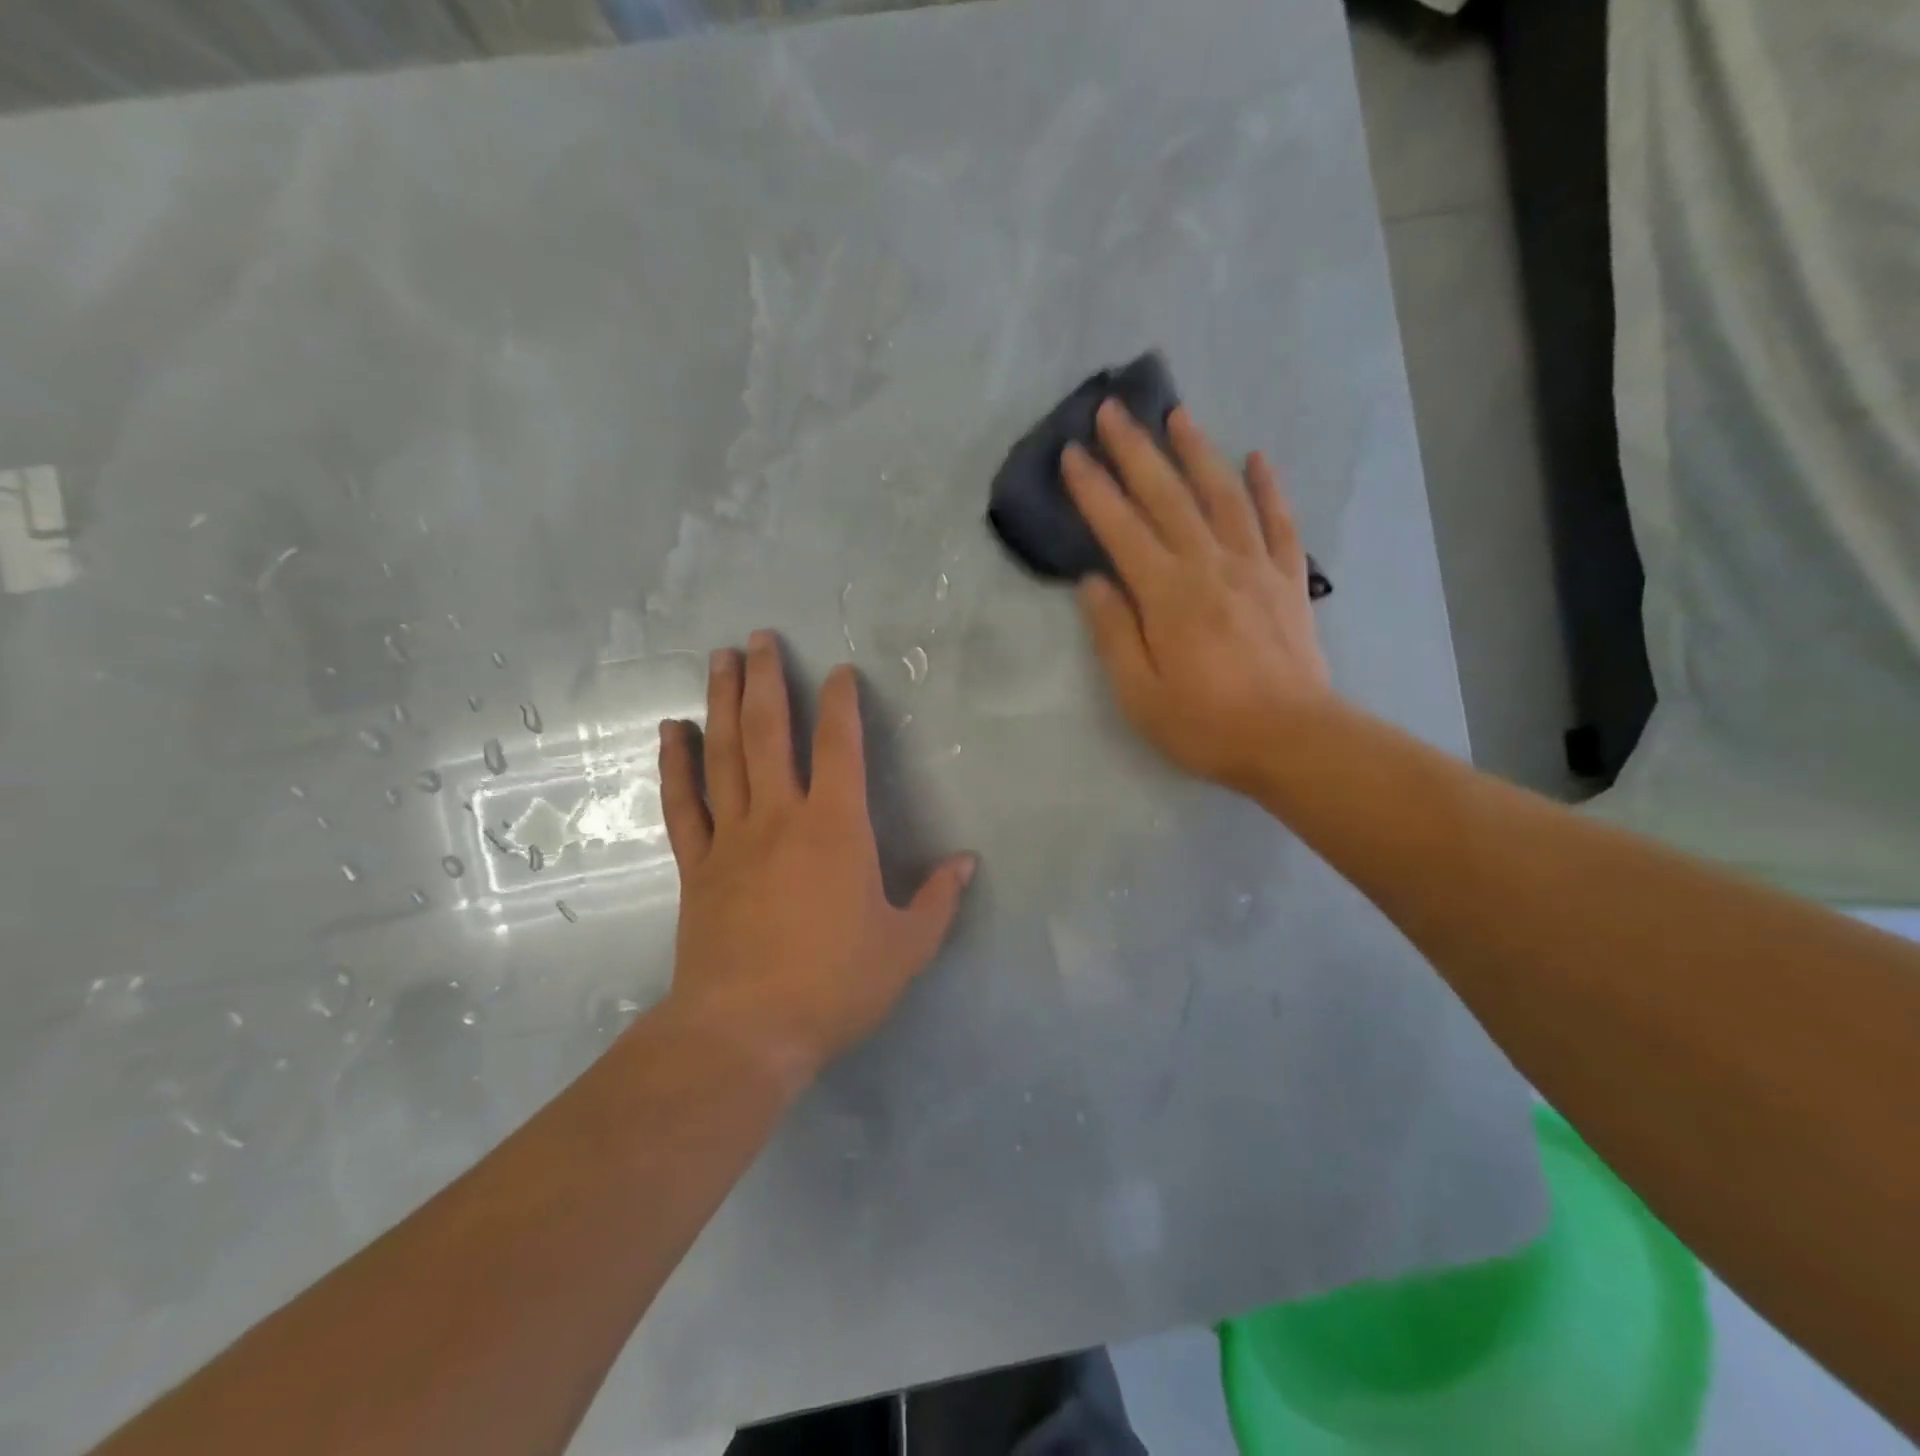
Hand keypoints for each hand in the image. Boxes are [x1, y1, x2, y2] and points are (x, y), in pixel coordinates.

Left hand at [656, 632, 976, 1088]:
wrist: (747, 1033)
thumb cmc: (835, 986)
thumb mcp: (907, 947)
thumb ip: (939, 899)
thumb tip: (966, 862)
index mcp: (836, 828)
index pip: (841, 747)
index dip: (842, 704)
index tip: (840, 672)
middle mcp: (780, 817)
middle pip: (770, 733)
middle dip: (768, 680)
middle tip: (761, 638)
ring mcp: (732, 838)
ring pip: (724, 755)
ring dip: (721, 702)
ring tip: (719, 659)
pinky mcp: (697, 866)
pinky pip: (684, 804)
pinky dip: (676, 765)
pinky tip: (672, 731)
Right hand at [1063, 399, 1333, 792]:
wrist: (1293, 740)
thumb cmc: (1206, 725)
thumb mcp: (1140, 694)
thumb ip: (1114, 634)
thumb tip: (1093, 582)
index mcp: (1167, 594)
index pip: (1121, 529)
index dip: (1094, 489)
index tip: (1072, 453)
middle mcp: (1209, 565)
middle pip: (1168, 496)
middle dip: (1136, 450)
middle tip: (1113, 410)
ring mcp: (1254, 567)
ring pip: (1222, 495)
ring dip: (1198, 451)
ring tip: (1177, 414)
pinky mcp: (1287, 579)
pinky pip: (1278, 522)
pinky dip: (1268, 487)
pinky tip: (1257, 458)